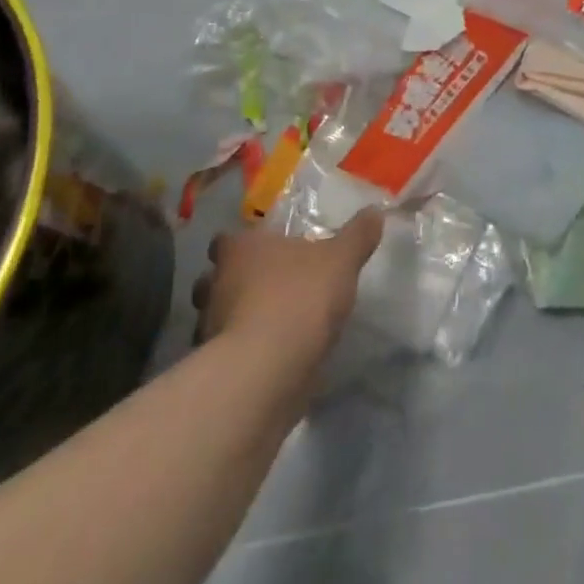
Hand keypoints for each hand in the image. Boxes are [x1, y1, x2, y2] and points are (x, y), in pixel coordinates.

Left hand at [193, 210, 383, 363]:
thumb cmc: (300, 297)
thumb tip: (375, 210)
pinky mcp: (212, 370)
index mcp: (241, 249)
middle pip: (214, 278)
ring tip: (268, 325)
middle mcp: (215, 284)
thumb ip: (357, 236)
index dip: (241, 245)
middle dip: (233, 283)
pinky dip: (241, 354)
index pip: (226, 240)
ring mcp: (208, 329)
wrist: (266, 372)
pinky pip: (225, 353)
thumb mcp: (342, 259)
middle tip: (266, 287)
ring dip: (234, 319)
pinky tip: (267, 358)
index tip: (263, 251)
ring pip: (214, 317)